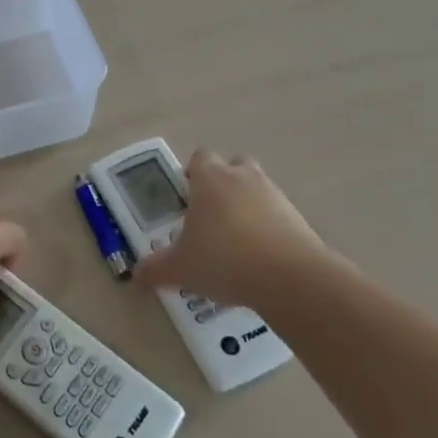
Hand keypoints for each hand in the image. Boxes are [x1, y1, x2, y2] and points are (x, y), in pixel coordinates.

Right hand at [135, 150, 334, 310]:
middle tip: (211, 214)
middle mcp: (243, 177)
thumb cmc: (224, 259)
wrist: (290, 278)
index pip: (199, 158)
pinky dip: (269, 229)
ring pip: (257, 189)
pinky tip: (260, 259)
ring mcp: (275, 195)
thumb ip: (156, 269)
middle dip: (223, 184)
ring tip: (236, 241)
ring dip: (248, 206)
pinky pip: (278, 215)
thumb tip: (137, 274)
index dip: (192, 174)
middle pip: (233, 166)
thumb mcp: (180, 268)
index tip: (186, 196)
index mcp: (210, 178)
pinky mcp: (299, 219)